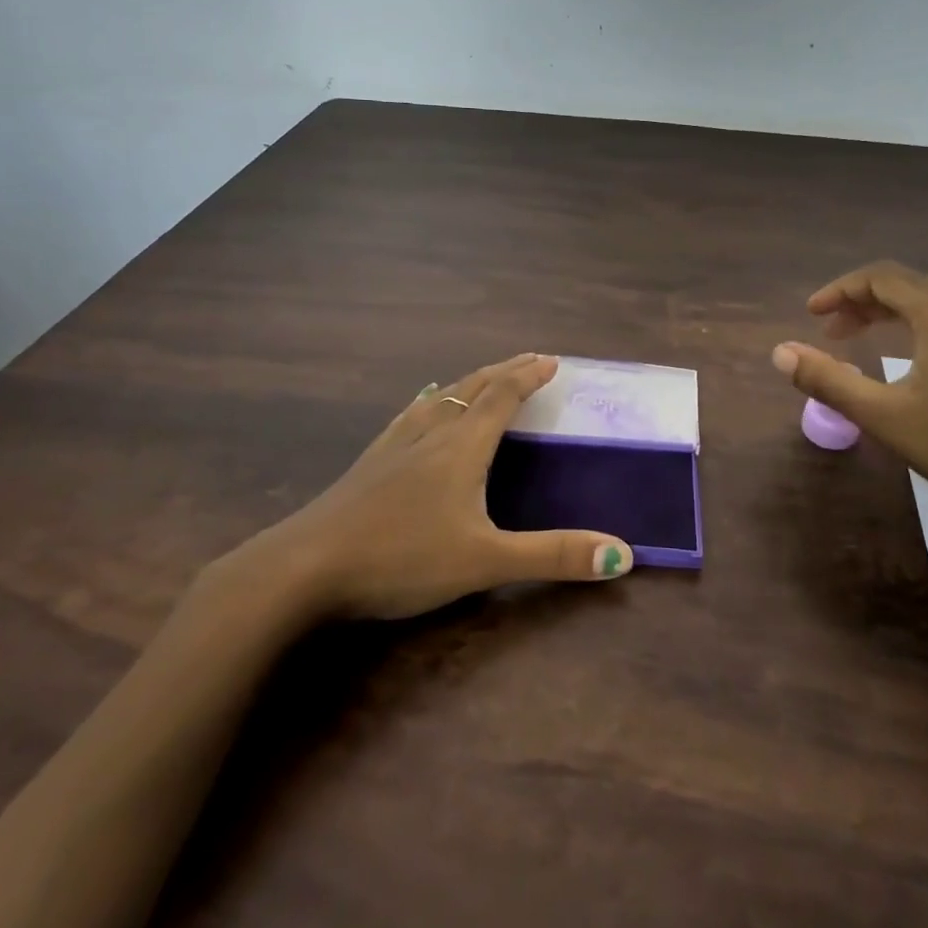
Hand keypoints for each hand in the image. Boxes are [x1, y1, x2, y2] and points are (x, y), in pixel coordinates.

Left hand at [219, 353, 633, 620]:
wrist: (305, 567)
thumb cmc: (402, 557)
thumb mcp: (485, 561)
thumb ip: (553, 556)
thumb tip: (622, 554)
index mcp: (462, 446)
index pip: (502, 396)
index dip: (528, 376)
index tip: (551, 361)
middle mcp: (430, 433)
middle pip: (473, 388)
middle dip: (504, 372)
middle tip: (528, 360)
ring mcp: (394, 445)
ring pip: (440, 399)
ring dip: (470, 383)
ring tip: (484, 378)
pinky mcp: (369, 463)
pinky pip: (411, 416)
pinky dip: (432, 402)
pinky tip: (420, 407)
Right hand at [771, 262, 927, 529]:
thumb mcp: (884, 416)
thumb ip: (828, 379)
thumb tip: (780, 351)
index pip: (879, 277)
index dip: (839, 291)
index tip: (811, 316)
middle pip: (911, 282)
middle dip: (867, 300)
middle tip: (837, 332)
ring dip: (905, 306)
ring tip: (880, 334)